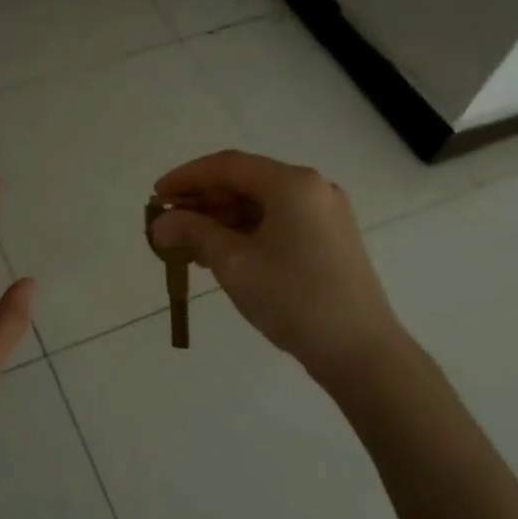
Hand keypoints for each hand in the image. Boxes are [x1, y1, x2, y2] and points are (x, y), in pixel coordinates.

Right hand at [151, 150, 401, 401]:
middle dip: (203, 200)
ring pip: (261, 205)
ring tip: (187, 243)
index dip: (187, 177)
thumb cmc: (294, 299)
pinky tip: (220, 254)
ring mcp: (325, 215)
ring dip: (222, 219)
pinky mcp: (330, 241)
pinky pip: (278, 223)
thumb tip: (160, 223)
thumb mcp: (234, 263)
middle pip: (246, 182)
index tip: (156, 195)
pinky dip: (246, 233)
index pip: (228, 166)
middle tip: (167, 222)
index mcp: (292, 183)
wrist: (361, 353)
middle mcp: (312, 189)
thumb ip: (192, 233)